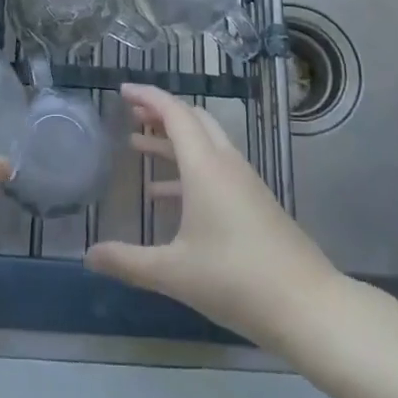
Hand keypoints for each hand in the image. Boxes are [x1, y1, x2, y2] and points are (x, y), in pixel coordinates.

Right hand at [84, 84, 340, 349]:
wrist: (309, 307)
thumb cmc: (236, 280)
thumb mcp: (174, 273)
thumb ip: (128, 261)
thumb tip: (88, 255)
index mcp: (205, 167)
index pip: (175, 114)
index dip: (148, 97)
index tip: (122, 90)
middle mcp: (226, 164)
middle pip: (193, 120)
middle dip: (161, 112)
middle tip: (130, 112)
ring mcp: (245, 183)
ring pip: (206, 144)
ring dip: (172, 140)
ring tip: (137, 146)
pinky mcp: (256, 203)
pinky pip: (216, 168)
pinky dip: (188, 168)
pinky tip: (166, 195)